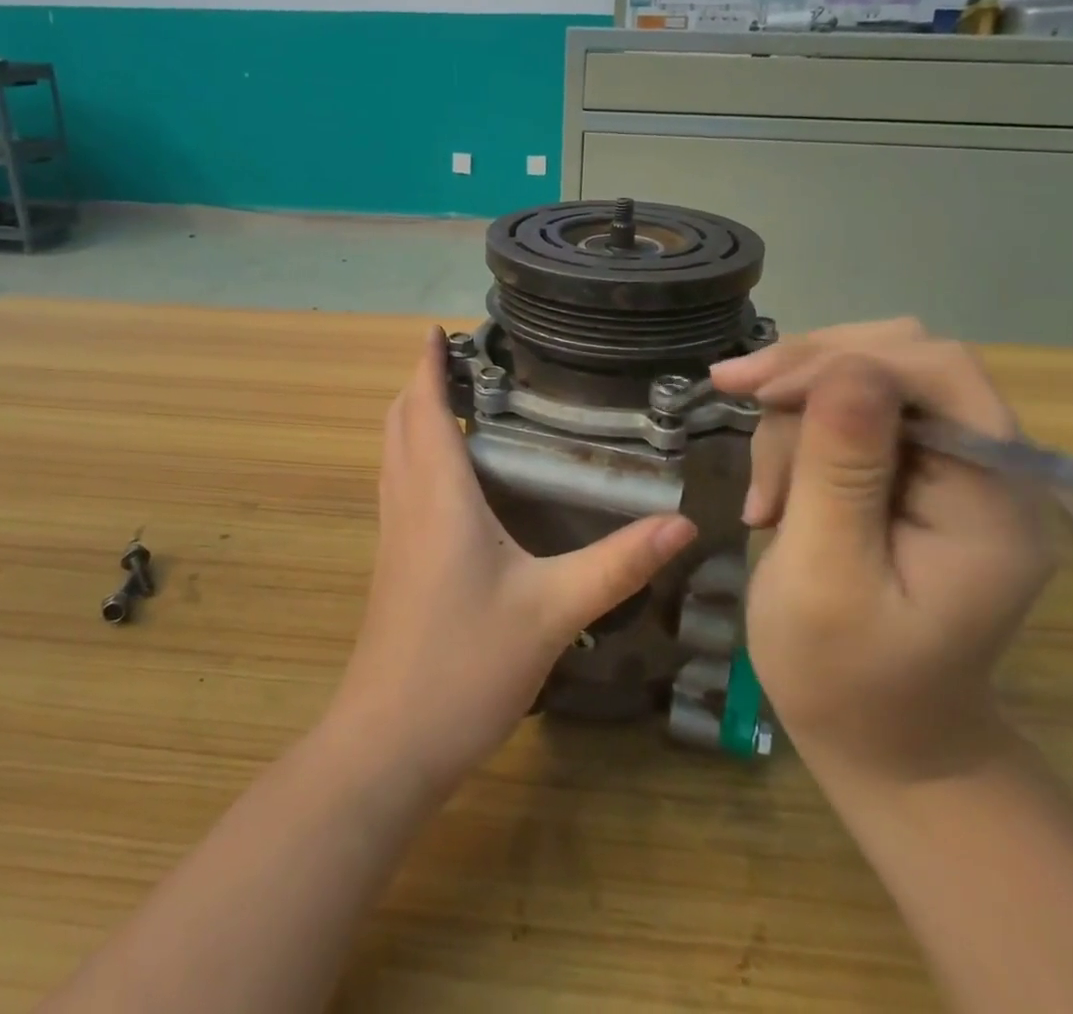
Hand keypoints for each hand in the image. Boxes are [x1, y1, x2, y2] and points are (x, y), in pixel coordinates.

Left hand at [332, 327, 696, 793]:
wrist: (388, 744)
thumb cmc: (464, 666)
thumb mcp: (553, 611)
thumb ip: (618, 563)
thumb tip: (684, 524)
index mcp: (439, 496)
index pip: (426, 408)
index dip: (427, 364)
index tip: (438, 330)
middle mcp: (408, 502)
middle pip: (400, 422)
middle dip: (421, 382)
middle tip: (460, 359)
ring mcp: (393, 534)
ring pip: (393, 452)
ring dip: (414, 416)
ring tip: (454, 399)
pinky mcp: (393, 562)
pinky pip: (398, 483)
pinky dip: (414, 453)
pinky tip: (449, 475)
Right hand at [711, 320, 1053, 786]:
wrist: (879, 742)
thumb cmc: (847, 678)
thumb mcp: (827, 576)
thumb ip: (840, 470)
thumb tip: (845, 365)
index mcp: (992, 496)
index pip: (938, 370)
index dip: (843, 358)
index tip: (758, 389)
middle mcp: (983, 467)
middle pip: (899, 360)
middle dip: (810, 375)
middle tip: (737, 394)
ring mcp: (946, 470)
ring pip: (860, 383)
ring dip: (794, 420)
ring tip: (764, 500)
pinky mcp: (908, 476)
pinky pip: (845, 418)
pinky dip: (795, 439)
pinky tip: (772, 496)